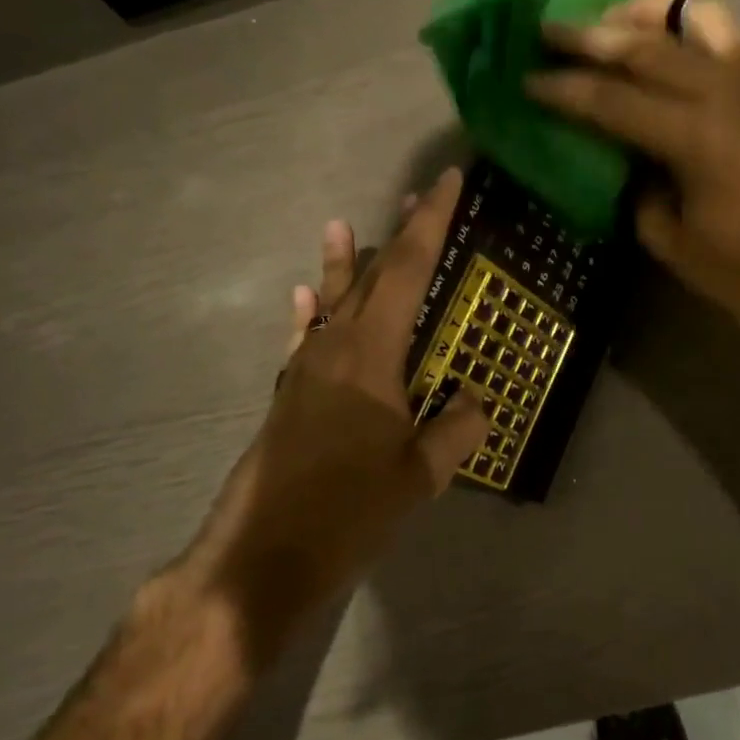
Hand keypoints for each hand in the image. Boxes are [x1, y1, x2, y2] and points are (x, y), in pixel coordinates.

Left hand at [177, 170, 488, 665]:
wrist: (260, 557)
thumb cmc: (345, 512)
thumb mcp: (417, 476)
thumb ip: (455, 433)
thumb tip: (479, 403)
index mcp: (371, 353)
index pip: (408, 271)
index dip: (431, 223)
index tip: (446, 183)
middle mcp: (335, 347)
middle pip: (372, 275)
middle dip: (399, 234)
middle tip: (419, 198)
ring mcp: (306, 370)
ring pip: (333, 302)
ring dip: (347, 264)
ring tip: (342, 226)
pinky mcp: (290, 395)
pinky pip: (305, 339)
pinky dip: (311, 313)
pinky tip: (306, 298)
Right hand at [526, 0, 739, 342]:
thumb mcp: (678, 246)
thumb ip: (641, 196)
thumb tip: (631, 165)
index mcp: (693, 136)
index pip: (610, 99)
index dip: (563, 88)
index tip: (528, 77)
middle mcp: (726, 89)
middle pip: (645, 44)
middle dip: (591, 34)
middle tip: (552, 28)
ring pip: (699, 14)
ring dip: (651, 13)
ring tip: (622, 24)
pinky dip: (706, 31)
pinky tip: (691, 50)